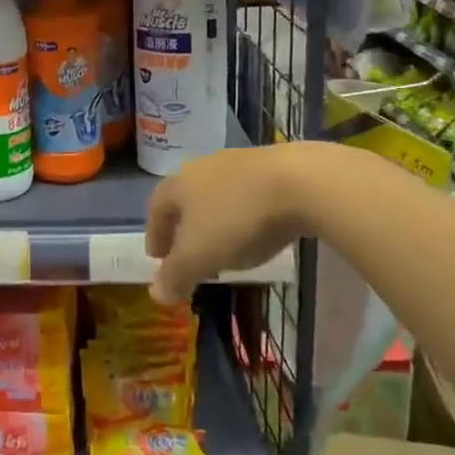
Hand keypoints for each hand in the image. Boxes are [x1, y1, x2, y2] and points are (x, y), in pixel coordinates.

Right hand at [145, 145, 315, 303]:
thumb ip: (176, 275)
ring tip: (225, 245)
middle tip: (189, 254)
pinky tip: (257, 230)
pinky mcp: (270, 165)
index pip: (156, 208)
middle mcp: (203, 167)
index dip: (155, 235)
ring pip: (216, 194)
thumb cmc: (237, 219)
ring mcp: (238, 162)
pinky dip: (243, 213)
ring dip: (214, 220)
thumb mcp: (200, 256)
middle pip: (185, 198)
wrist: (299, 182)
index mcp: (179, 184)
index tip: (157, 258)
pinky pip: (246, 193)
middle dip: (185, 227)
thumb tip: (156, 292)